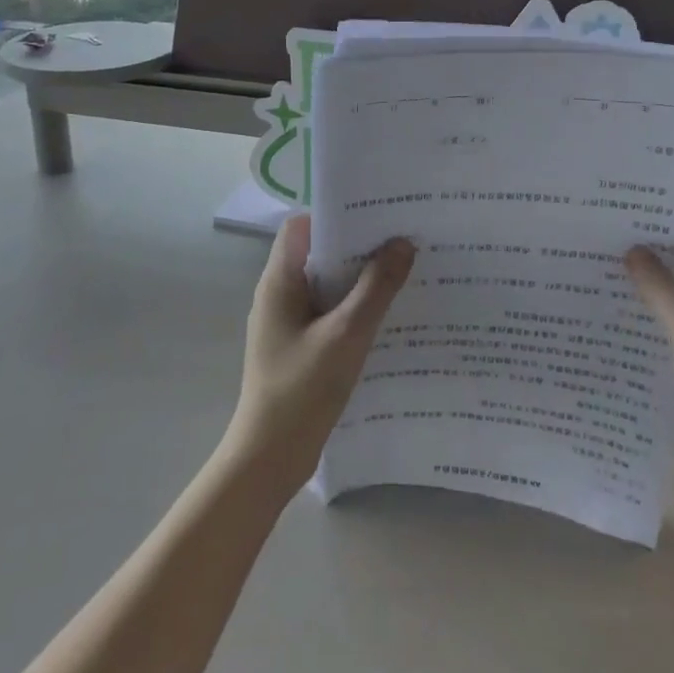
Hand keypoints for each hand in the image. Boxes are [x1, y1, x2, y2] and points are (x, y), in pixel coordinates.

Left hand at [225, 214, 415, 494]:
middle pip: (318, 253)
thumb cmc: (302, 390)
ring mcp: (287, 322)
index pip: (302, 226)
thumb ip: (376, 288)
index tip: (377, 215)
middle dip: (358, 246)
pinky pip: (328, 312)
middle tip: (403, 240)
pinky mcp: (298, 346)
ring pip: (326, 285)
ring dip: (359, 279)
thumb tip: (402, 243)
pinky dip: (354, 307)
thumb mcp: (346, 335)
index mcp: (279, 282)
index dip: (336, 215)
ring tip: (403, 272)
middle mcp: (279, 295)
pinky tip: (387, 316)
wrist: (270, 457)